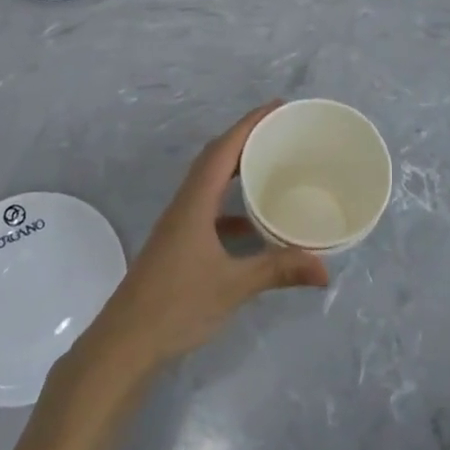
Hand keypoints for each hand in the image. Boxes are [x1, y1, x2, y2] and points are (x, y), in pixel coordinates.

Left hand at [81, 102, 328, 377]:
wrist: (124, 344)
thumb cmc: (176, 305)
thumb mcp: (233, 286)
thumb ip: (278, 270)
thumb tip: (325, 269)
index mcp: (195, 202)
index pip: (223, 149)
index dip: (249, 123)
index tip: (277, 105)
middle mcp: (185, 205)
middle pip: (215, 158)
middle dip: (245, 138)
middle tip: (280, 130)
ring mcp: (179, 225)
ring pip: (210, 183)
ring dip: (236, 168)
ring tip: (270, 164)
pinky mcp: (179, 245)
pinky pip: (209, 209)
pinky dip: (232, 206)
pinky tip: (254, 225)